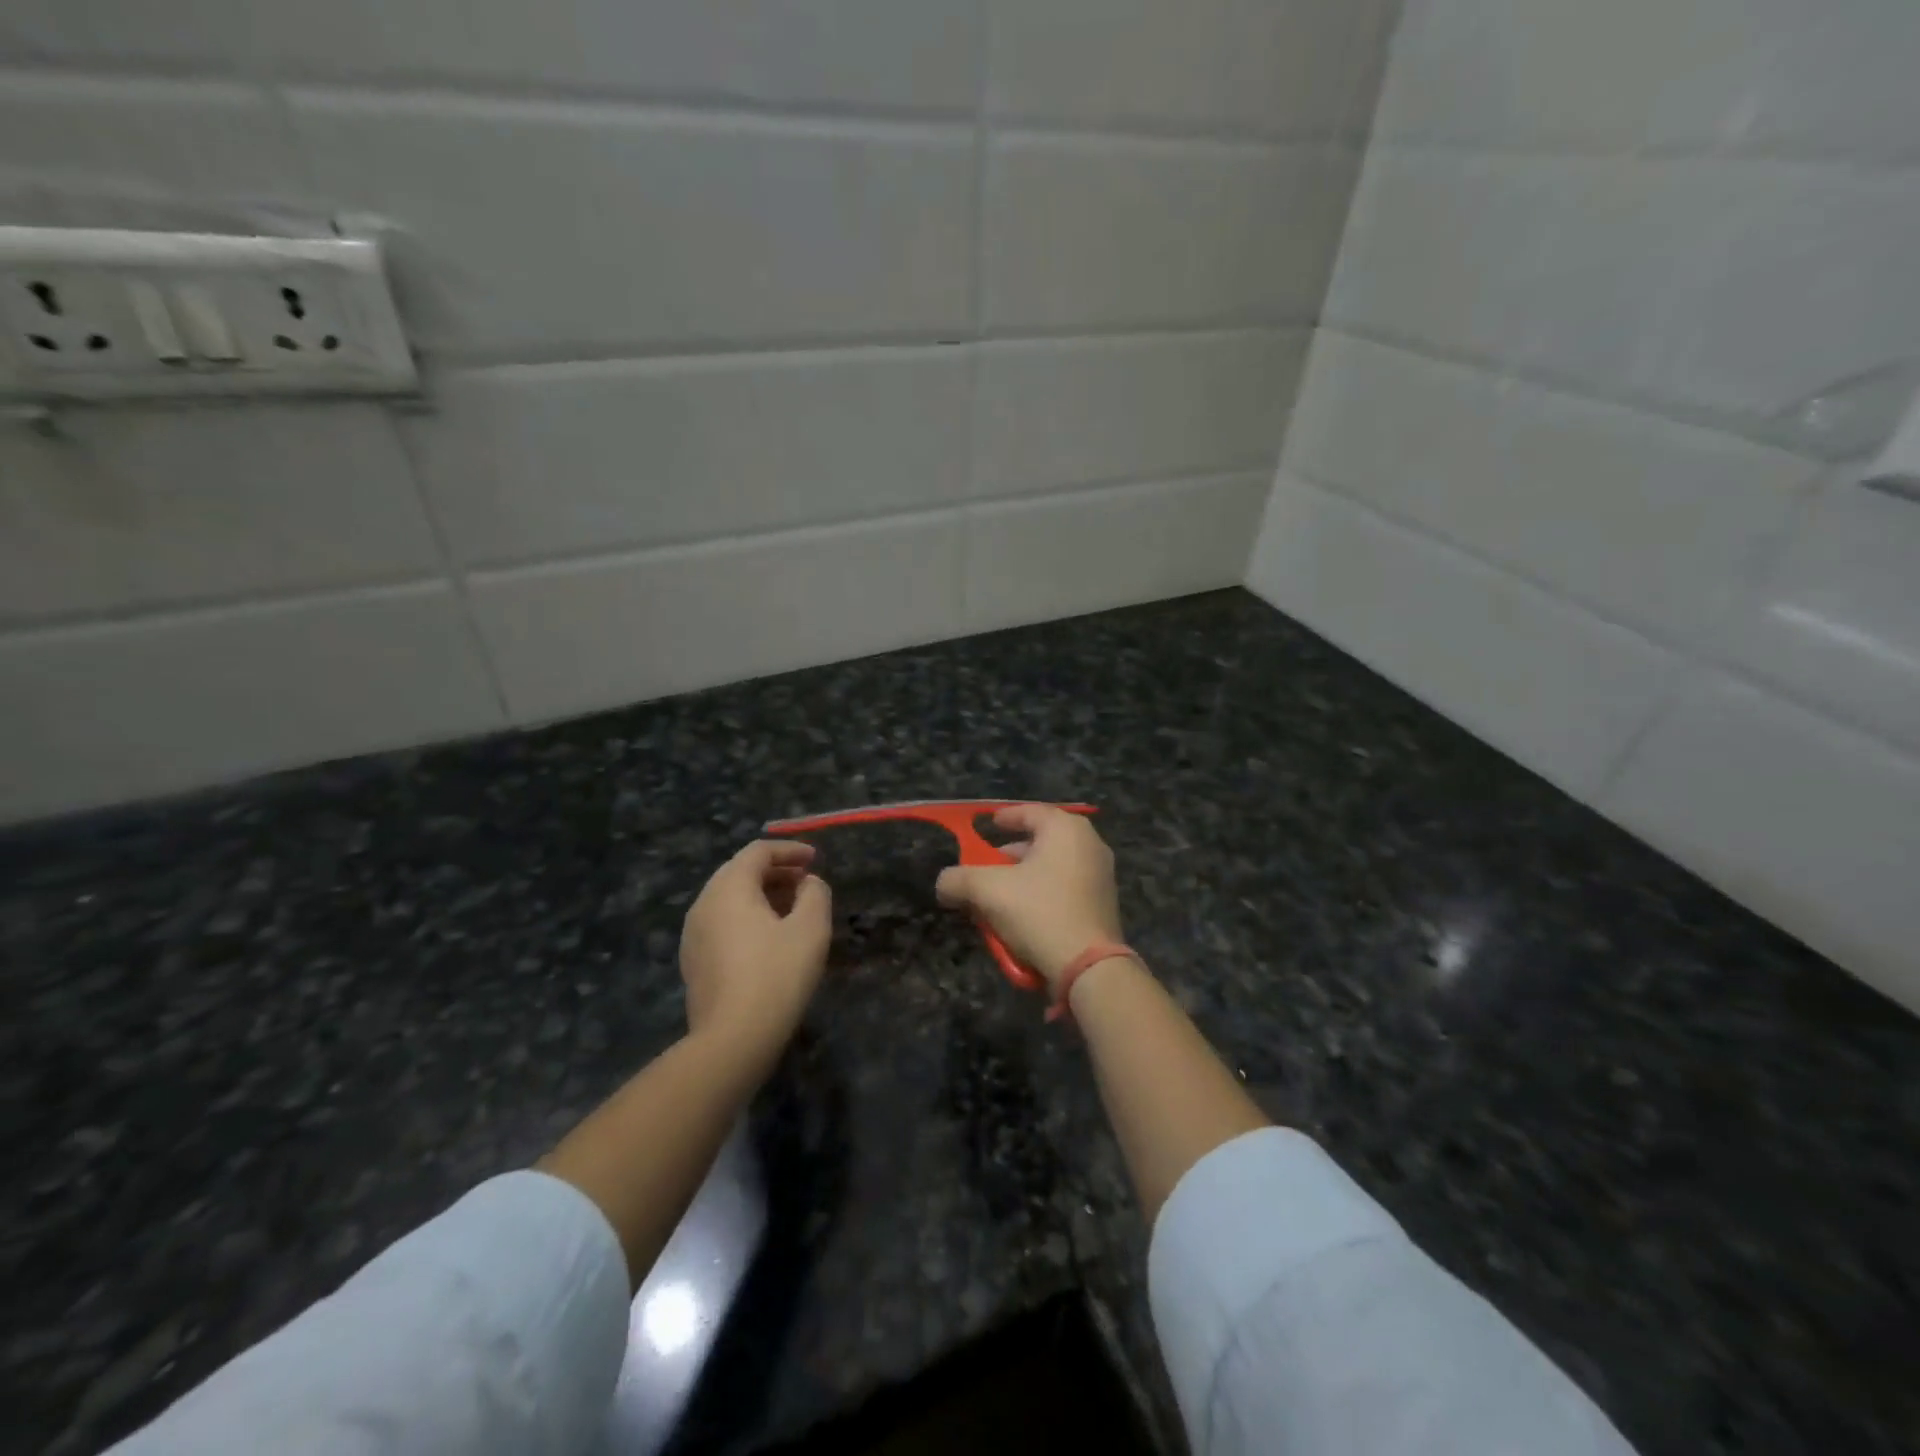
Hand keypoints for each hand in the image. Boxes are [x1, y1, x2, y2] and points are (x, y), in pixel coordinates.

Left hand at [680, 840, 831, 1063]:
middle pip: (740, 872)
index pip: (758, 851)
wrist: (733, 1039)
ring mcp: (693, 934)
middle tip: (806, 882)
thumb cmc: (776, 975)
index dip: (790, 850)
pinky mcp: (693, 961)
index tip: (815, 859)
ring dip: (762, 895)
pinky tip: (770, 939)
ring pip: (730, 899)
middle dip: (776, 872)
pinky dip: (748, 917)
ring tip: (793, 910)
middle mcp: (704, 903)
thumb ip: (815, 894)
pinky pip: (722, 923)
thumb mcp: (810, 928)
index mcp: (729, 887)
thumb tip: (808, 883)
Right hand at [934, 805, 1124, 993]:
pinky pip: (1067, 888)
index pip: (1030, 812)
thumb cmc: (1040, 913)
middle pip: (1042, 840)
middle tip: (988, 867)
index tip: (988, 825)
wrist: (1089, 967)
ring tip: (1000, 897)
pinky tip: (1024, 915)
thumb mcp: (987, 891)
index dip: (1005, 817)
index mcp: (1066, 829)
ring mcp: (1102, 875)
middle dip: (1011, 854)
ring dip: (1025, 877)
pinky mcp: (1105, 904)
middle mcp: (1090, 844)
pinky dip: (1044, 894)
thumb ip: (958, 880)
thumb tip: (944, 883)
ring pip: (1053, 866)